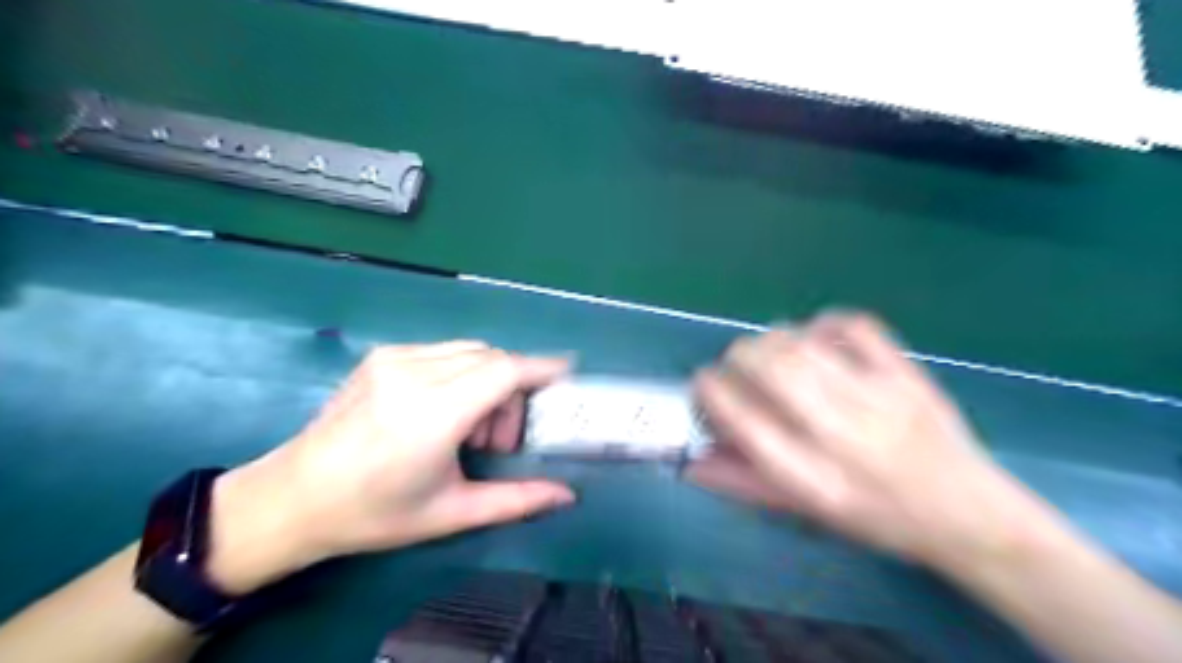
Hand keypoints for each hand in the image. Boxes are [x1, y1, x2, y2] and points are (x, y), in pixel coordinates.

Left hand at [204, 342, 580, 595]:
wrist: (292, 497)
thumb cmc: (374, 513)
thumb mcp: (451, 513)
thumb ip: (516, 500)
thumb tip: (566, 495)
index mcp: (432, 414)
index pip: (503, 371)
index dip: (541, 368)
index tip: (568, 372)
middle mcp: (414, 374)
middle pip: (492, 359)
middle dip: (512, 391)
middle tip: (497, 440)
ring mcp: (394, 359)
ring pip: (470, 351)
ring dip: (487, 382)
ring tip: (469, 430)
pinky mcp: (382, 355)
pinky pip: (444, 352)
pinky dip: (462, 374)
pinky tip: (444, 410)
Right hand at [695, 313, 1041, 570]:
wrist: (969, 515)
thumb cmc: (877, 519)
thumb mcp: (805, 512)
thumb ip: (743, 483)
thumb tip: (690, 461)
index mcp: (812, 478)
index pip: (741, 419)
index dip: (710, 391)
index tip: (703, 383)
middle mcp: (840, 435)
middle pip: (769, 368)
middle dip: (737, 356)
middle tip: (737, 364)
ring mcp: (878, 399)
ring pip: (802, 343)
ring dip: (771, 339)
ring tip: (772, 351)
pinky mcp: (906, 374)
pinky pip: (855, 325)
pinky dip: (823, 323)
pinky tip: (817, 337)